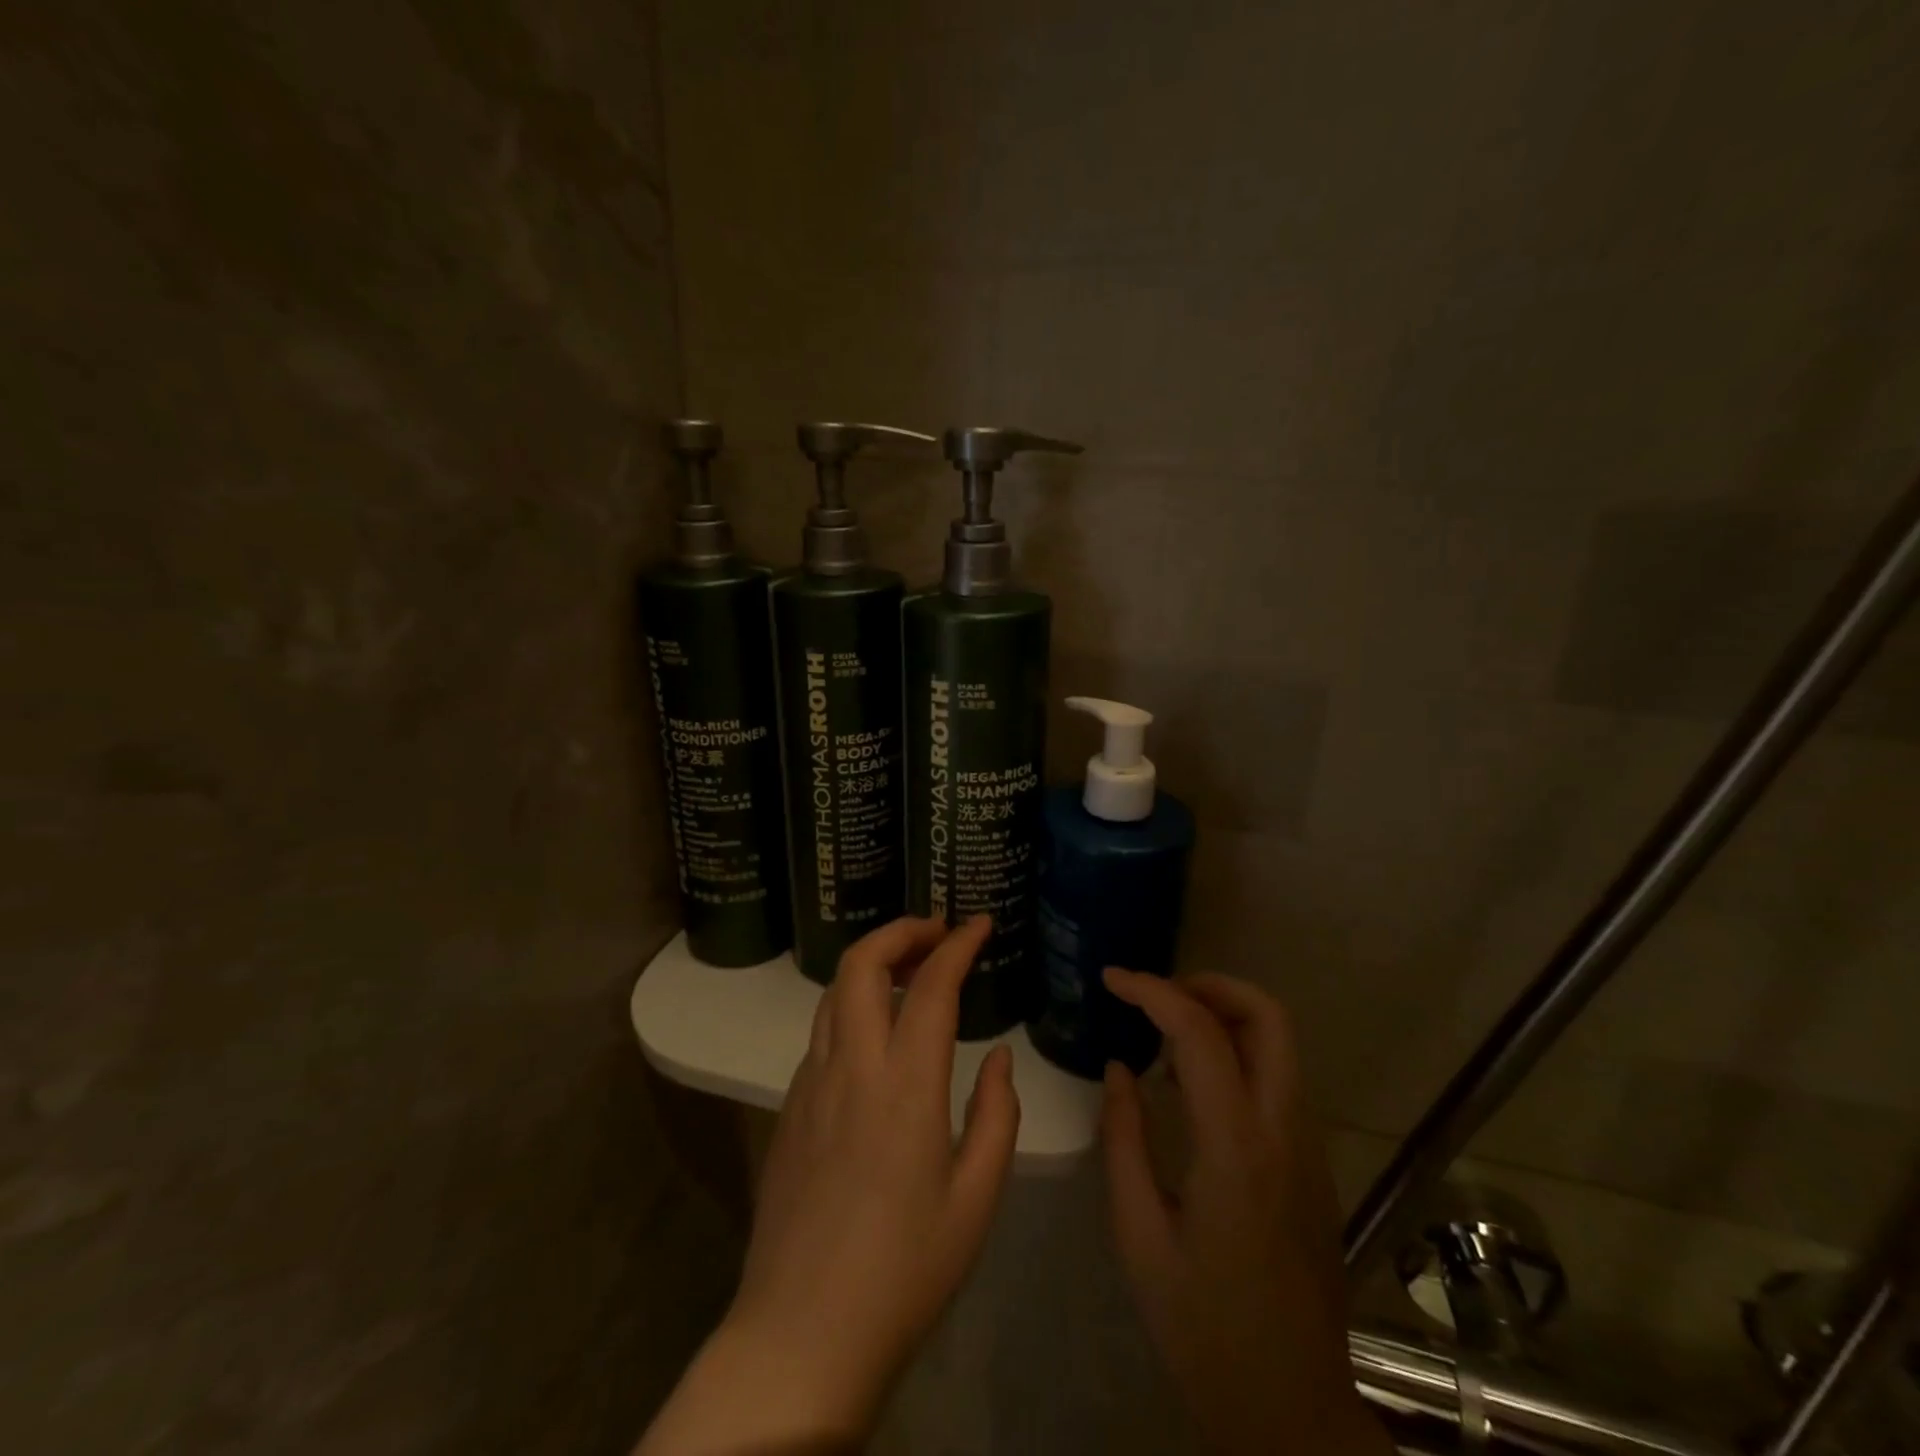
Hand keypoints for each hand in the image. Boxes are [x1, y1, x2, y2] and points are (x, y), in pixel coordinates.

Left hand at [640, 915, 1018, 1453]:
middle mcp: (851, 1067)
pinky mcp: (788, 1107)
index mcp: (905, 1086)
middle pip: (861, 963)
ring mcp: (810, 1083)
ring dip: (872, 963)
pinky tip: (877, 1034)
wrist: (801, 1335)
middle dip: (900, 931)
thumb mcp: (976, 1200)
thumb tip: (995, 1058)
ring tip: (910, 969)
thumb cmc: (904, 1272)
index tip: (979, 923)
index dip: (958, 944)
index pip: (931, 985)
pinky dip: (852, 1005)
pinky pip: (822, 1032)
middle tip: (937, 932)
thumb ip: (996, 1116)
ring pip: (833, 991)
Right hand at [1102, 970, 1390, 1455]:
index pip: (1200, 1033)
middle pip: (1268, 1016)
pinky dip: (1238, 1053)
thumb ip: (1124, 1140)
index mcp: (1236, 1149)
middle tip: (1155, 994)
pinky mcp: (1313, 1164)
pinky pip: (1279, 1079)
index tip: (1112, 979)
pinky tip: (1192, 1085)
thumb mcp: (1139, 1235)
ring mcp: (1308, 1147)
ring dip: (1225, 1016)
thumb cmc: (1203, 1326)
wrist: (1291, 1408)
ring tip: (1164, 1034)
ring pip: (1280, 1043)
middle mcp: (1284, 1132)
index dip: (1152, 990)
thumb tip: (1120, 1068)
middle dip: (1210, 984)